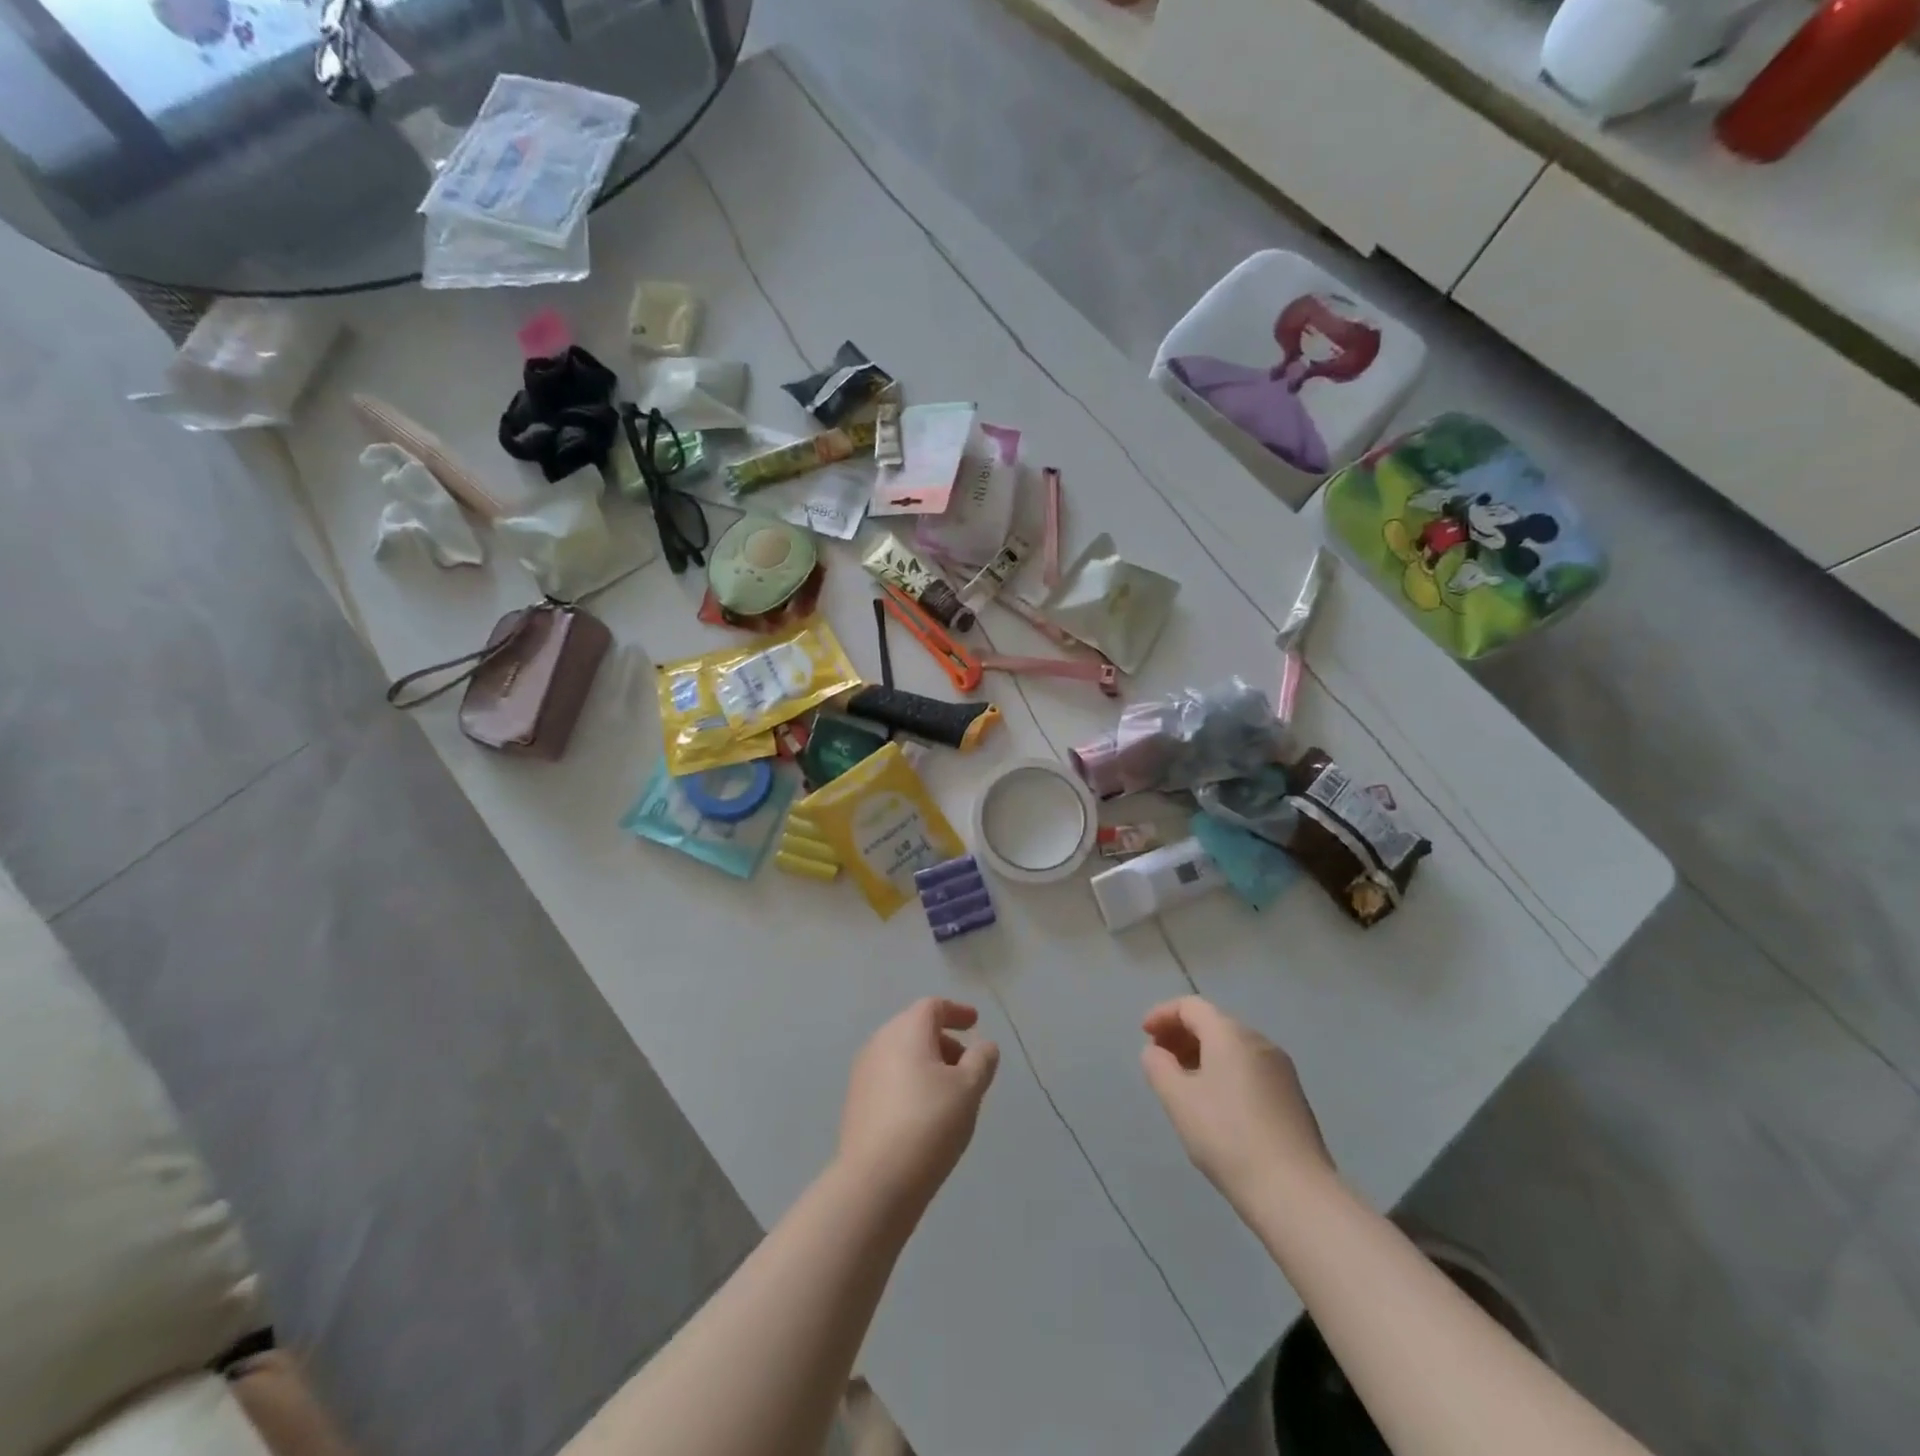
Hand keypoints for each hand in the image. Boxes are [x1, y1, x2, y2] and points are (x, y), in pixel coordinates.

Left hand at [839, 998, 999, 1215]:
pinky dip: (910, 1082)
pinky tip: (924, 1113)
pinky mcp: (856, 1102)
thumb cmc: (929, 1123)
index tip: (975, 1022)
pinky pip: (889, 1078)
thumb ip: (981, 1060)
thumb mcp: (968, 1088)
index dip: (957, 1012)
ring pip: (901, 1054)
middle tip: (967, 1064)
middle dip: (944, 1041)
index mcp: (906, 1030)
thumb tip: (983, 1046)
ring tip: (950, 1093)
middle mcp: (879, 1042)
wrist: (875, 1181)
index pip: (933, 1007)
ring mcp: (863, 1072)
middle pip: (915, 1028)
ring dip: (927, 1063)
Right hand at [1140, 996, 1334, 1211]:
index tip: (1144, 1035)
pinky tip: (1215, 1103)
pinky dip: (1224, 1070)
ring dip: (1202, 1054)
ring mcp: (1281, 1069)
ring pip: (1232, 1047)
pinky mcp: (1292, 1096)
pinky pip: (1249, 1067)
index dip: (1163, 1014)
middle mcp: (1259, 1041)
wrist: (1294, 1192)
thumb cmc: (1227, 1137)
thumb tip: (1156, 1052)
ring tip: (1183, 1082)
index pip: (1191, 1006)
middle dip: (1182, 1034)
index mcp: (1230, 1034)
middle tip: (1159, 1058)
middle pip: (1214, 1023)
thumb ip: (1159, 1067)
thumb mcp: (1178, 1100)